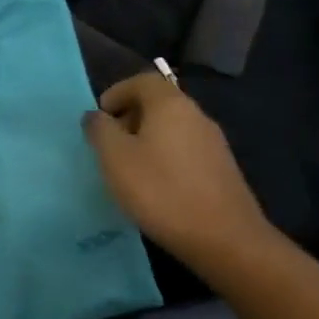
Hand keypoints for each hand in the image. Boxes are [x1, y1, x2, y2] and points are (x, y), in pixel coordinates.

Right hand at [82, 71, 274, 267]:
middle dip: (129, 117)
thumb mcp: (115, 159)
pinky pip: (184, 149)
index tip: (99, 118)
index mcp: (170, 104)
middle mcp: (196, 115)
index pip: (142, 80)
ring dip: (146, 139)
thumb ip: (100, 130)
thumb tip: (95, 115)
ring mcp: (213, 142)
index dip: (116, 92)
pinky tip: (155, 186)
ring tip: (127, 168)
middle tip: (108, 145)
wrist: (223, 237)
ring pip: (172, 127)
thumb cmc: (160, 191)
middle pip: (158, 102)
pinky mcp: (221, 168)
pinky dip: (164, 156)